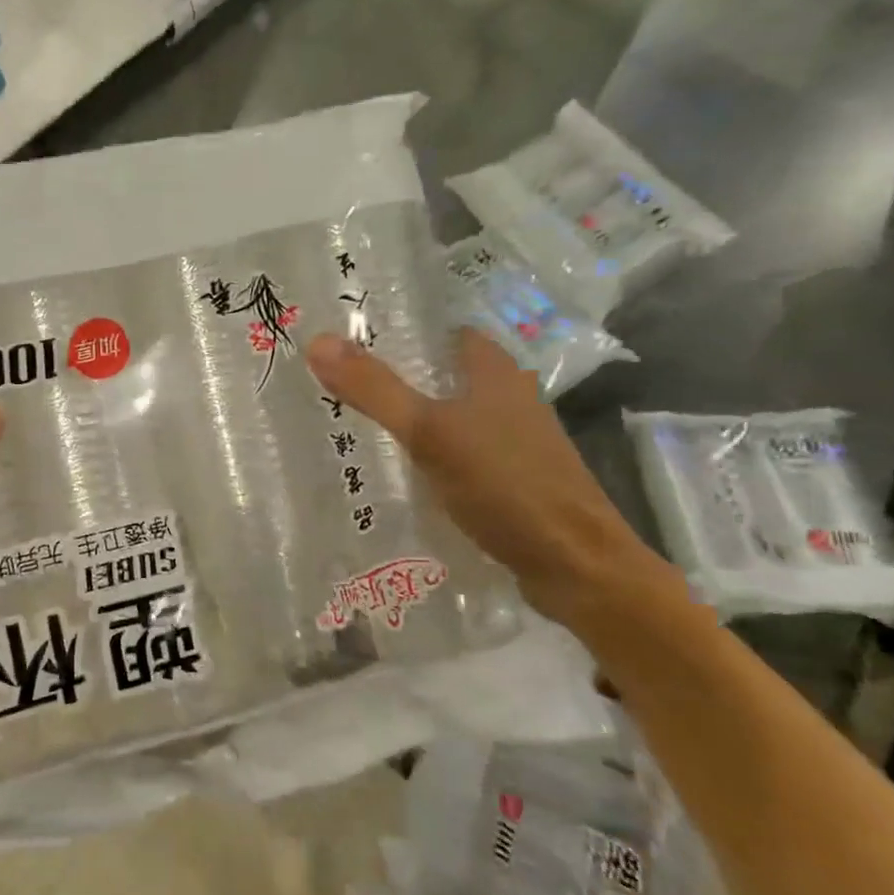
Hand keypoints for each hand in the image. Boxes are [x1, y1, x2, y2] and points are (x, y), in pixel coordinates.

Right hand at [307, 328, 666, 628]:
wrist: (576, 566)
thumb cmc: (506, 484)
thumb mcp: (430, 433)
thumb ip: (375, 389)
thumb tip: (317, 340)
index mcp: (497, 373)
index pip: (448, 333)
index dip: (406, 328)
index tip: (354, 336)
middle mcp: (510, 399)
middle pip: (447, 374)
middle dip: (400, 375)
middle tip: (342, 381)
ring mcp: (514, 442)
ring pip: (453, 415)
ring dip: (415, 417)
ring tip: (357, 423)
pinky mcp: (511, 481)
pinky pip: (459, 454)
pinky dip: (430, 455)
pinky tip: (399, 472)